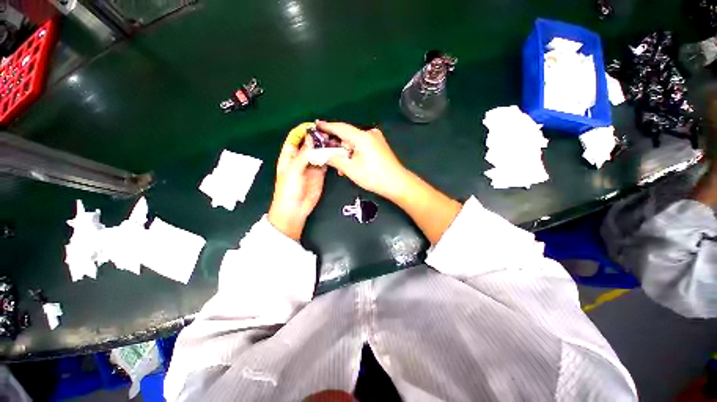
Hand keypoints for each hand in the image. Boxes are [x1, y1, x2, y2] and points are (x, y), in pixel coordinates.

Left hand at [268, 132, 325, 239]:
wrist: (295, 209)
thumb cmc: (288, 189)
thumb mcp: (293, 170)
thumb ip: (303, 154)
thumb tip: (312, 138)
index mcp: (289, 155)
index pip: (295, 138)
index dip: (303, 131)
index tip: (315, 126)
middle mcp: (300, 159)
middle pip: (309, 144)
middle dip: (317, 138)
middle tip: (329, 134)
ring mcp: (311, 166)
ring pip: (318, 152)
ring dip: (324, 147)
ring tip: (334, 141)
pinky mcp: (320, 174)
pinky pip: (325, 162)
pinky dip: (329, 157)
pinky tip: (335, 153)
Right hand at [318, 120, 461, 243]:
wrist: (397, 183)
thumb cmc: (373, 176)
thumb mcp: (350, 169)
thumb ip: (334, 159)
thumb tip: (321, 153)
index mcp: (362, 137)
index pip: (340, 127)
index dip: (327, 126)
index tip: (316, 125)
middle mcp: (369, 134)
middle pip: (347, 136)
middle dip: (336, 145)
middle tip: (326, 153)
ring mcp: (376, 139)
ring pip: (354, 143)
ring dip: (345, 153)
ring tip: (340, 167)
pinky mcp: (379, 146)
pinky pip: (362, 146)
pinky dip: (354, 153)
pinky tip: (351, 164)